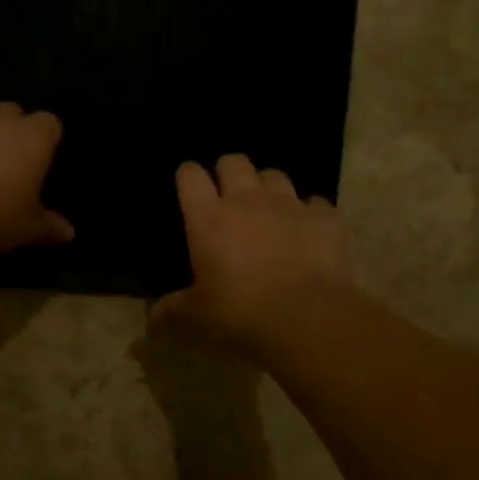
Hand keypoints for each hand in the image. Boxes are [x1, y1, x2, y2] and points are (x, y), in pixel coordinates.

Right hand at [156, 155, 351, 345]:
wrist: (307, 316)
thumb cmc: (240, 312)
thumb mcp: (199, 315)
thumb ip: (175, 309)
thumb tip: (154, 317)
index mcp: (209, 218)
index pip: (190, 176)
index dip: (188, 177)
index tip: (190, 189)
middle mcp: (247, 200)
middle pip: (234, 162)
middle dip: (228, 172)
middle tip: (228, 196)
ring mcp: (289, 204)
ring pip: (274, 175)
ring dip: (268, 188)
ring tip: (269, 210)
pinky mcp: (325, 217)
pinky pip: (315, 203)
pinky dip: (309, 214)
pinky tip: (308, 232)